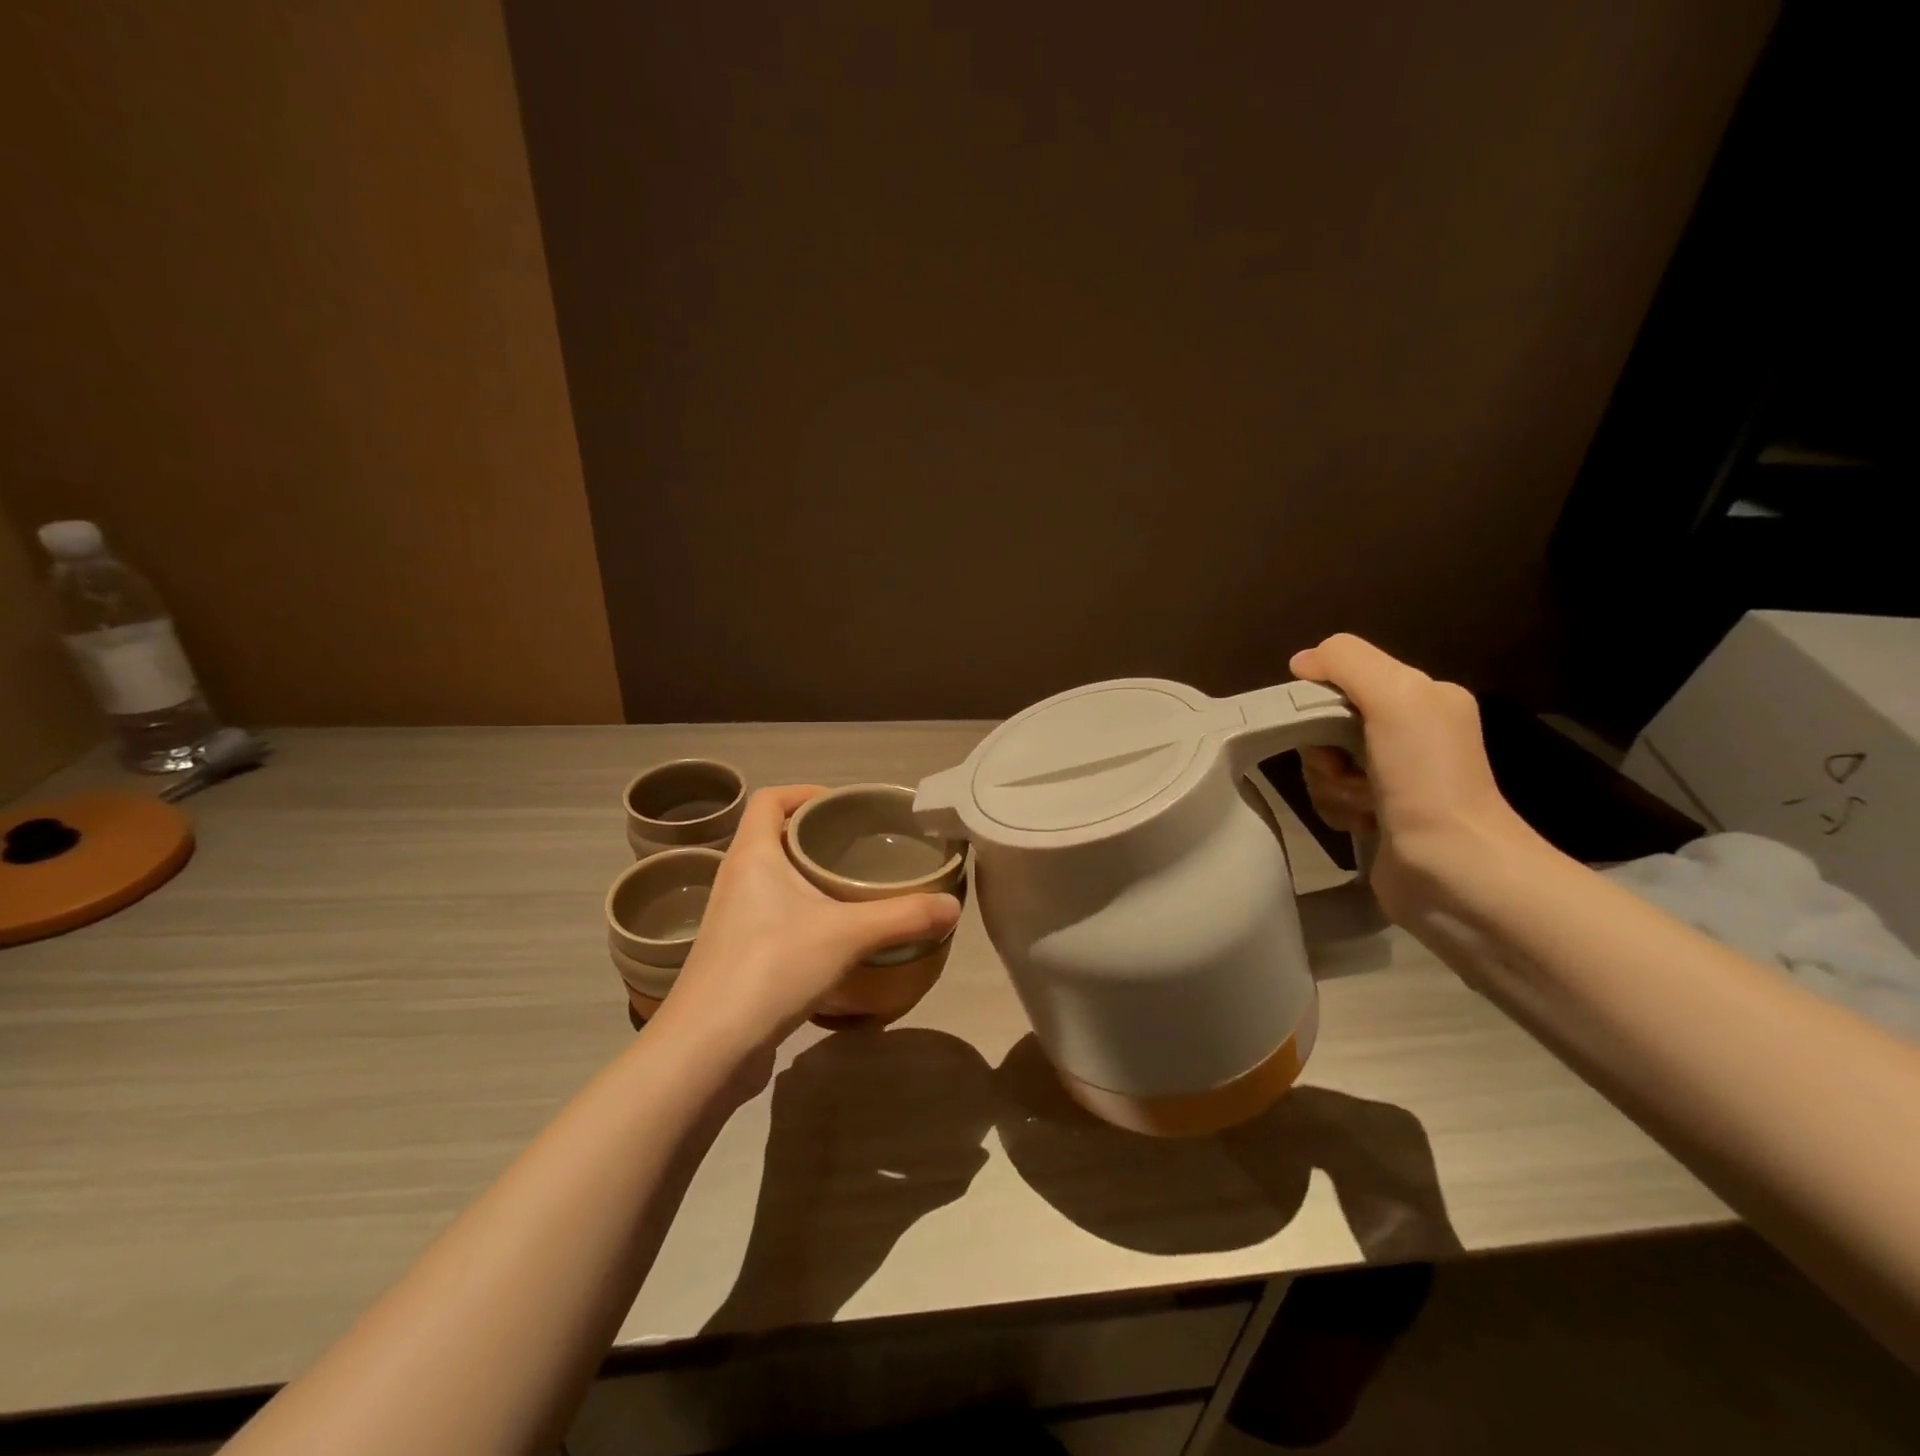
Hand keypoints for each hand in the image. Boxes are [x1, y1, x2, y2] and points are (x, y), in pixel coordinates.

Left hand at [657, 785, 962, 1064]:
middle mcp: (736, 879)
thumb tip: (953, 907)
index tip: (843, 805)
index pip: (770, 799)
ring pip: (773, 879)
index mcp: (753, 855)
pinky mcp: (736, 955)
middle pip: (773, 837)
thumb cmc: (771, 967)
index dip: (804, 792)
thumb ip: (904, 917)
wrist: (707, 1048)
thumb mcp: (848, 935)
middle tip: (861, 846)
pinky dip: (802, 914)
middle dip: (816, 835)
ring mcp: (731, 919)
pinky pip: (772, 916)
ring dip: (808, 877)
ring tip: (853, 888)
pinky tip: (834, 938)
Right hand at [1289, 634, 1541, 924]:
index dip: (1321, 700)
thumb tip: (1301, 661)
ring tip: (1360, 805)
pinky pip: (1331, 798)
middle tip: (1343, 770)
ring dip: (1330, 785)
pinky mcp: (1379, 816)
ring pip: (1325, 765)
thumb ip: (1347, 661)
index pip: (1346, 680)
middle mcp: (1412, 734)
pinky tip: (1361, 824)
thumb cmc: (1426, 779)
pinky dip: (1337, 810)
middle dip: (1323, 751)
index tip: (1321, 726)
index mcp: (1424, 698)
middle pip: (1328, 725)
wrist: (1454, 870)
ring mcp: (1395, 779)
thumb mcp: (1396, 697)